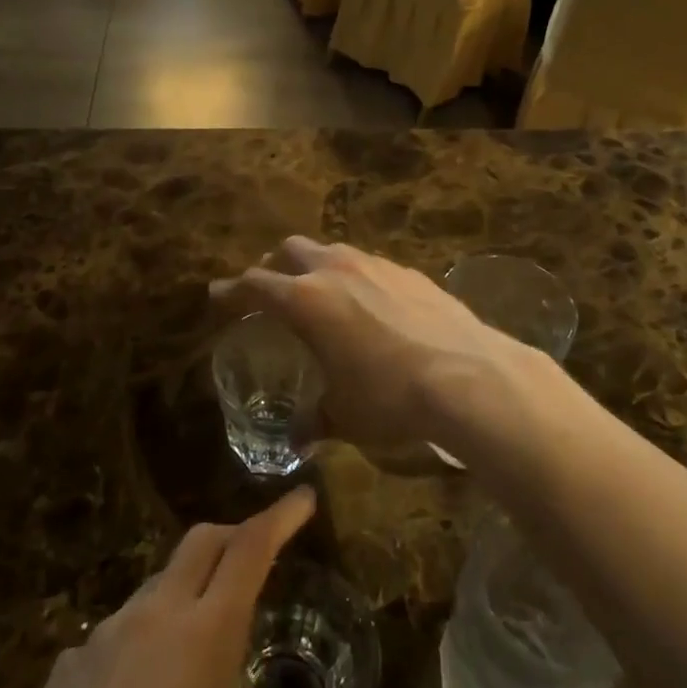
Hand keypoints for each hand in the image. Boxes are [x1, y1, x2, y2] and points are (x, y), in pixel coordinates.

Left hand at [0, 488, 394, 687]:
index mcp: (205, 636)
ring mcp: (99, 641)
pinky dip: (142, 637)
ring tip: (203, 635)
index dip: (280, 516)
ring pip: (154, 585)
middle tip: (261, 555)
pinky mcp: (59, 675)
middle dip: (235, 536)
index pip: (250, 548)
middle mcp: (151, 618)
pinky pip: (112, 633)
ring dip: (186, 589)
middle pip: (200, 543)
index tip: (304, 498)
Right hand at [210, 238, 548, 453]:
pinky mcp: (410, 271)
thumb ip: (316, 420)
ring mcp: (376, 265)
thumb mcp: (345, 416)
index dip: (232, 290)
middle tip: (271, 289)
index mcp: (306, 300)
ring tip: (321, 293)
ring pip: (332, 251)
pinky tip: (371, 305)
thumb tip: (300, 438)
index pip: (255, 284)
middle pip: (291, 250)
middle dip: (274, 265)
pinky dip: (356, 277)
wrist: (468, 375)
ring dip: (316, 266)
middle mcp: (336, 270)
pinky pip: (369, 264)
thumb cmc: (391, 398)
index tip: (218, 295)